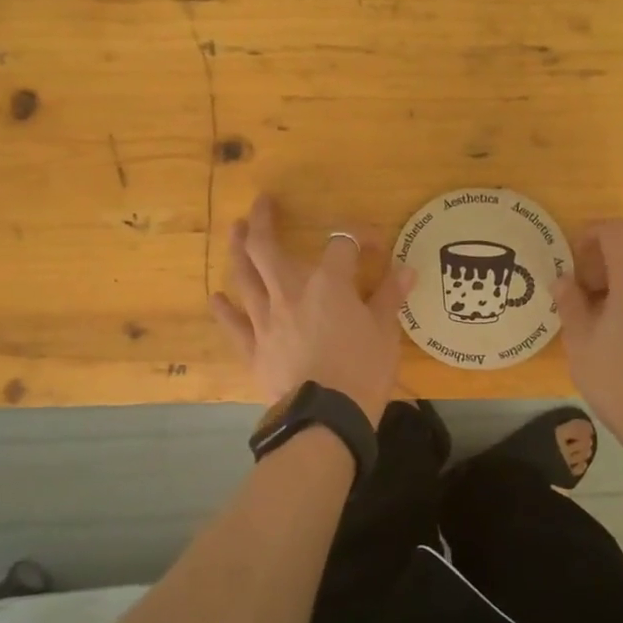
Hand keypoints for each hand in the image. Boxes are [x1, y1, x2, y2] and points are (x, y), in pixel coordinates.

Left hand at [211, 195, 415, 428]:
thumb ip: (390, 297)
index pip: (342, 245)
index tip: (374, 244)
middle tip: (261, 203)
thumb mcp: (385, 333)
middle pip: (267, 248)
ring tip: (235, 230)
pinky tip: (216, 297)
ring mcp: (266, 319)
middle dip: (262, 221)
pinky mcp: (254, 348)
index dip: (359, 238)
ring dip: (238, 250)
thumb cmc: (362, 371)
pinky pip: (234, 324)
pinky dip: (224, 309)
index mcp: (329, 284)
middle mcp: (290, 292)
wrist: (326, 419)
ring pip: (244, 277)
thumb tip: (406, 269)